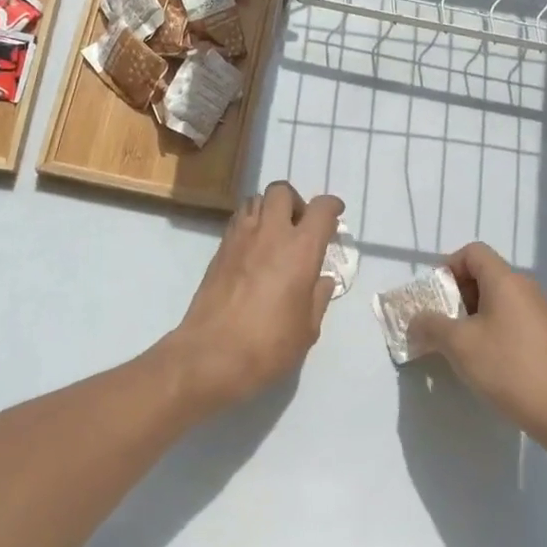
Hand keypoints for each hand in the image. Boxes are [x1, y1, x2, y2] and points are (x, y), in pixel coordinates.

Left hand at [160, 181, 343, 414]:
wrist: (211, 355)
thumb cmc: (268, 345)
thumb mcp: (307, 329)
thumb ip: (318, 298)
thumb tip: (321, 280)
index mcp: (300, 249)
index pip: (321, 209)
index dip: (331, 206)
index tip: (335, 214)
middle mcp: (270, 233)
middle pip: (282, 191)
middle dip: (295, 201)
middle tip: (300, 226)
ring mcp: (240, 237)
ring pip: (256, 200)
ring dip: (270, 209)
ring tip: (276, 236)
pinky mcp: (219, 249)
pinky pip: (239, 220)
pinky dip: (251, 223)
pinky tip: (255, 251)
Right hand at [407, 242, 546, 449]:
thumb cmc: (509, 368)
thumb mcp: (459, 345)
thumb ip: (431, 326)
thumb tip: (415, 321)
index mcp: (505, 280)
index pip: (472, 252)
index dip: (448, 267)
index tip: (435, 298)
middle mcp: (524, 288)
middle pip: (483, 275)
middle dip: (456, 296)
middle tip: (441, 324)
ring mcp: (538, 313)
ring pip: (496, 300)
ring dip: (471, 316)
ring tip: (459, 347)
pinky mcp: (545, 337)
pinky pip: (510, 320)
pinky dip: (490, 330)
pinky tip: (485, 362)